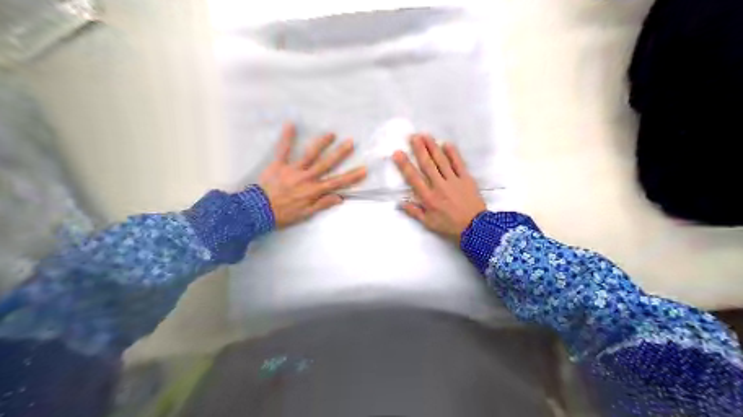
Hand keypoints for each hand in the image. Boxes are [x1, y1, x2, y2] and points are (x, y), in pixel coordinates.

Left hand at [259, 124, 366, 228]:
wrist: (257, 211)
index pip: (337, 182)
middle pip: (327, 164)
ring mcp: (293, 169)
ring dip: (321, 143)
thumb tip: (340, 198)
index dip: (351, 177)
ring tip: (331, 134)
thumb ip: (322, 204)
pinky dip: (287, 137)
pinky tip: (291, 124)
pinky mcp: (279, 164)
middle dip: (340, 153)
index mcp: (314, 191)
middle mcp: (307, 178)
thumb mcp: (305, 214)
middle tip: (351, 142)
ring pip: (310, 154)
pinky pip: (283, 149)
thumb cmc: (283, 214)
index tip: (363, 169)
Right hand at [392, 135, 492, 242]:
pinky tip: (446, 144)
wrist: (475, 228)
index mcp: (428, 198)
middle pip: (427, 165)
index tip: (398, 153)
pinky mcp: (466, 179)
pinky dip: (453, 153)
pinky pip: (459, 163)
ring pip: (441, 161)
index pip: (414, 178)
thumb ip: (415, 212)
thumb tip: (401, 202)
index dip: (405, 165)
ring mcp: (453, 181)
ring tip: (426, 135)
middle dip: (419, 150)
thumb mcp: (429, 223)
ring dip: (433, 147)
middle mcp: (439, 186)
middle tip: (413, 136)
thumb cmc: (450, 226)